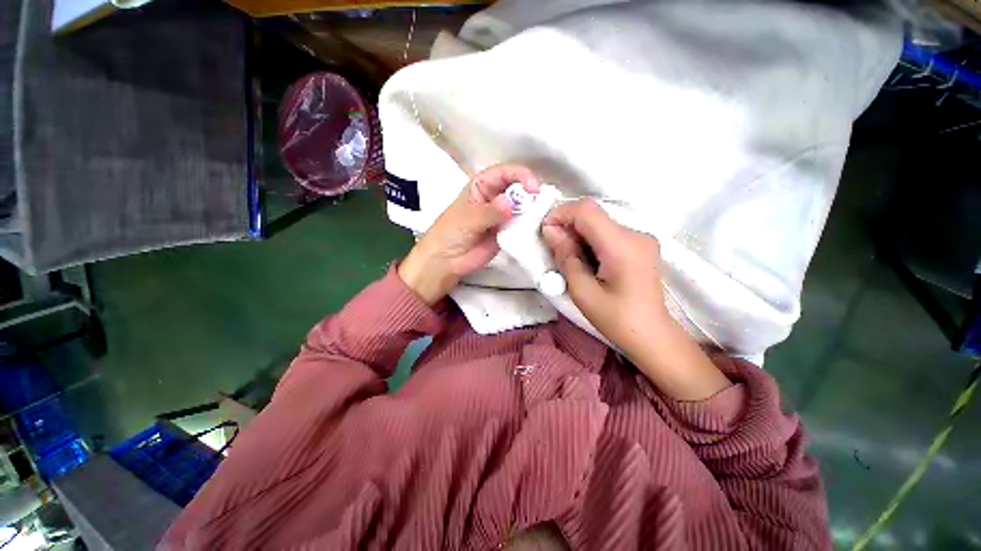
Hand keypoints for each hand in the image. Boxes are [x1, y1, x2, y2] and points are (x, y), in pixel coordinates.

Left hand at [398, 164, 539, 303]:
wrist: (446, 261)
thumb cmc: (449, 233)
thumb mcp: (468, 218)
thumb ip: (490, 211)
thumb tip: (511, 203)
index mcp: (481, 186)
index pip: (504, 173)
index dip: (520, 175)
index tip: (532, 186)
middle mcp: (494, 198)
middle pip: (517, 188)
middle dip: (529, 193)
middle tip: (541, 202)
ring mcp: (501, 216)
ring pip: (522, 207)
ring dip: (532, 210)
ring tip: (542, 215)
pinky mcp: (507, 232)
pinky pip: (521, 225)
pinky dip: (529, 225)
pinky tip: (536, 228)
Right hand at [541, 199, 667, 355]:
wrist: (652, 335)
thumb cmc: (616, 319)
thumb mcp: (582, 291)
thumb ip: (566, 256)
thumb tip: (551, 230)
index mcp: (622, 246)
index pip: (587, 211)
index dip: (561, 214)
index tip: (545, 231)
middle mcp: (636, 234)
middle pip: (594, 215)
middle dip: (568, 226)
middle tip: (555, 249)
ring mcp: (641, 238)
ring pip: (600, 222)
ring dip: (579, 234)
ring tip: (571, 259)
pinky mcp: (641, 244)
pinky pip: (609, 232)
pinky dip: (591, 240)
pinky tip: (587, 260)